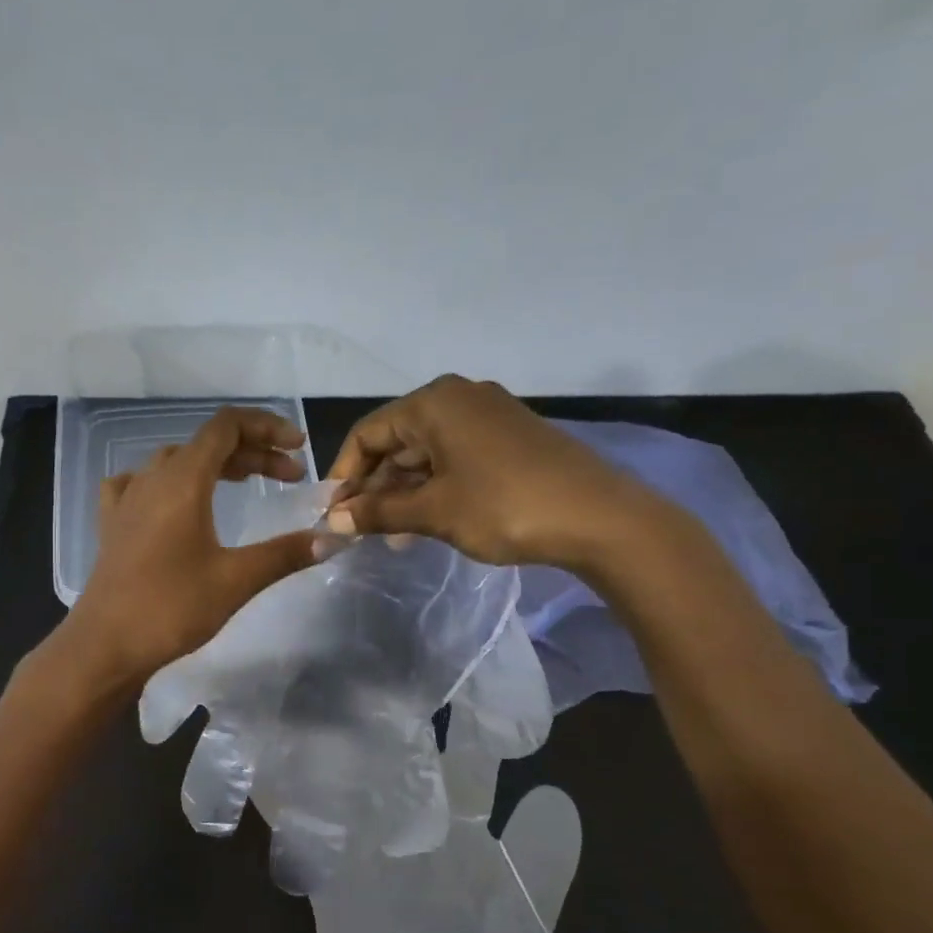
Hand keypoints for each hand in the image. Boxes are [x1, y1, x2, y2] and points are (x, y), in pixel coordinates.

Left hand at [58, 406, 321, 685]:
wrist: (106, 645)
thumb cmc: (171, 608)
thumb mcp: (236, 579)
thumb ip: (286, 553)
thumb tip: (335, 538)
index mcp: (183, 480)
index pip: (226, 426)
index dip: (267, 426)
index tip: (298, 448)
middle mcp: (152, 478)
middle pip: (206, 444)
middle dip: (253, 452)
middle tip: (289, 477)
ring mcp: (126, 499)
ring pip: (176, 461)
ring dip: (215, 466)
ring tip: (245, 484)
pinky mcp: (112, 524)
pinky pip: (140, 483)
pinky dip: (168, 482)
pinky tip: (173, 500)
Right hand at [327, 375, 667, 570]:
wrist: (600, 518)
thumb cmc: (504, 506)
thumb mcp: (433, 511)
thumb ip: (378, 512)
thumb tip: (332, 522)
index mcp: (434, 403)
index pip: (368, 433)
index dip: (344, 474)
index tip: (332, 513)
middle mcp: (459, 398)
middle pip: (397, 441)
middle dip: (375, 486)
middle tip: (360, 528)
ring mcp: (489, 416)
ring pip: (427, 453)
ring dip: (404, 492)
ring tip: (391, 535)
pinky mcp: (510, 438)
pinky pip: (455, 457)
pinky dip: (434, 487)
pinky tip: (426, 522)